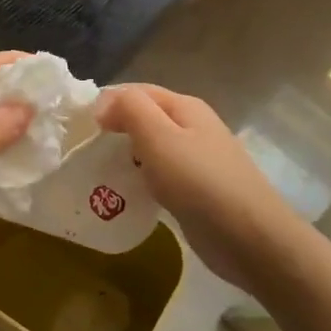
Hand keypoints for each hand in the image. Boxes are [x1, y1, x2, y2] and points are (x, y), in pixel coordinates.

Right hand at [95, 83, 301, 294]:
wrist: (251, 239)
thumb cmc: (200, 183)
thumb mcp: (159, 138)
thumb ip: (130, 110)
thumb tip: (104, 102)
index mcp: (185, 107)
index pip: (137, 91)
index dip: (108, 103)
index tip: (80, 128)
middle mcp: (193, 127)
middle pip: (145, 118)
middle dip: (115, 129)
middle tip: (85, 152)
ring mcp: (198, 160)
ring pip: (152, 148)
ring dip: (126, 156)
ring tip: (100, 173)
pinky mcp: (198, 190)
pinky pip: (161, 175)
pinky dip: (142, 179)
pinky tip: (128, 195)